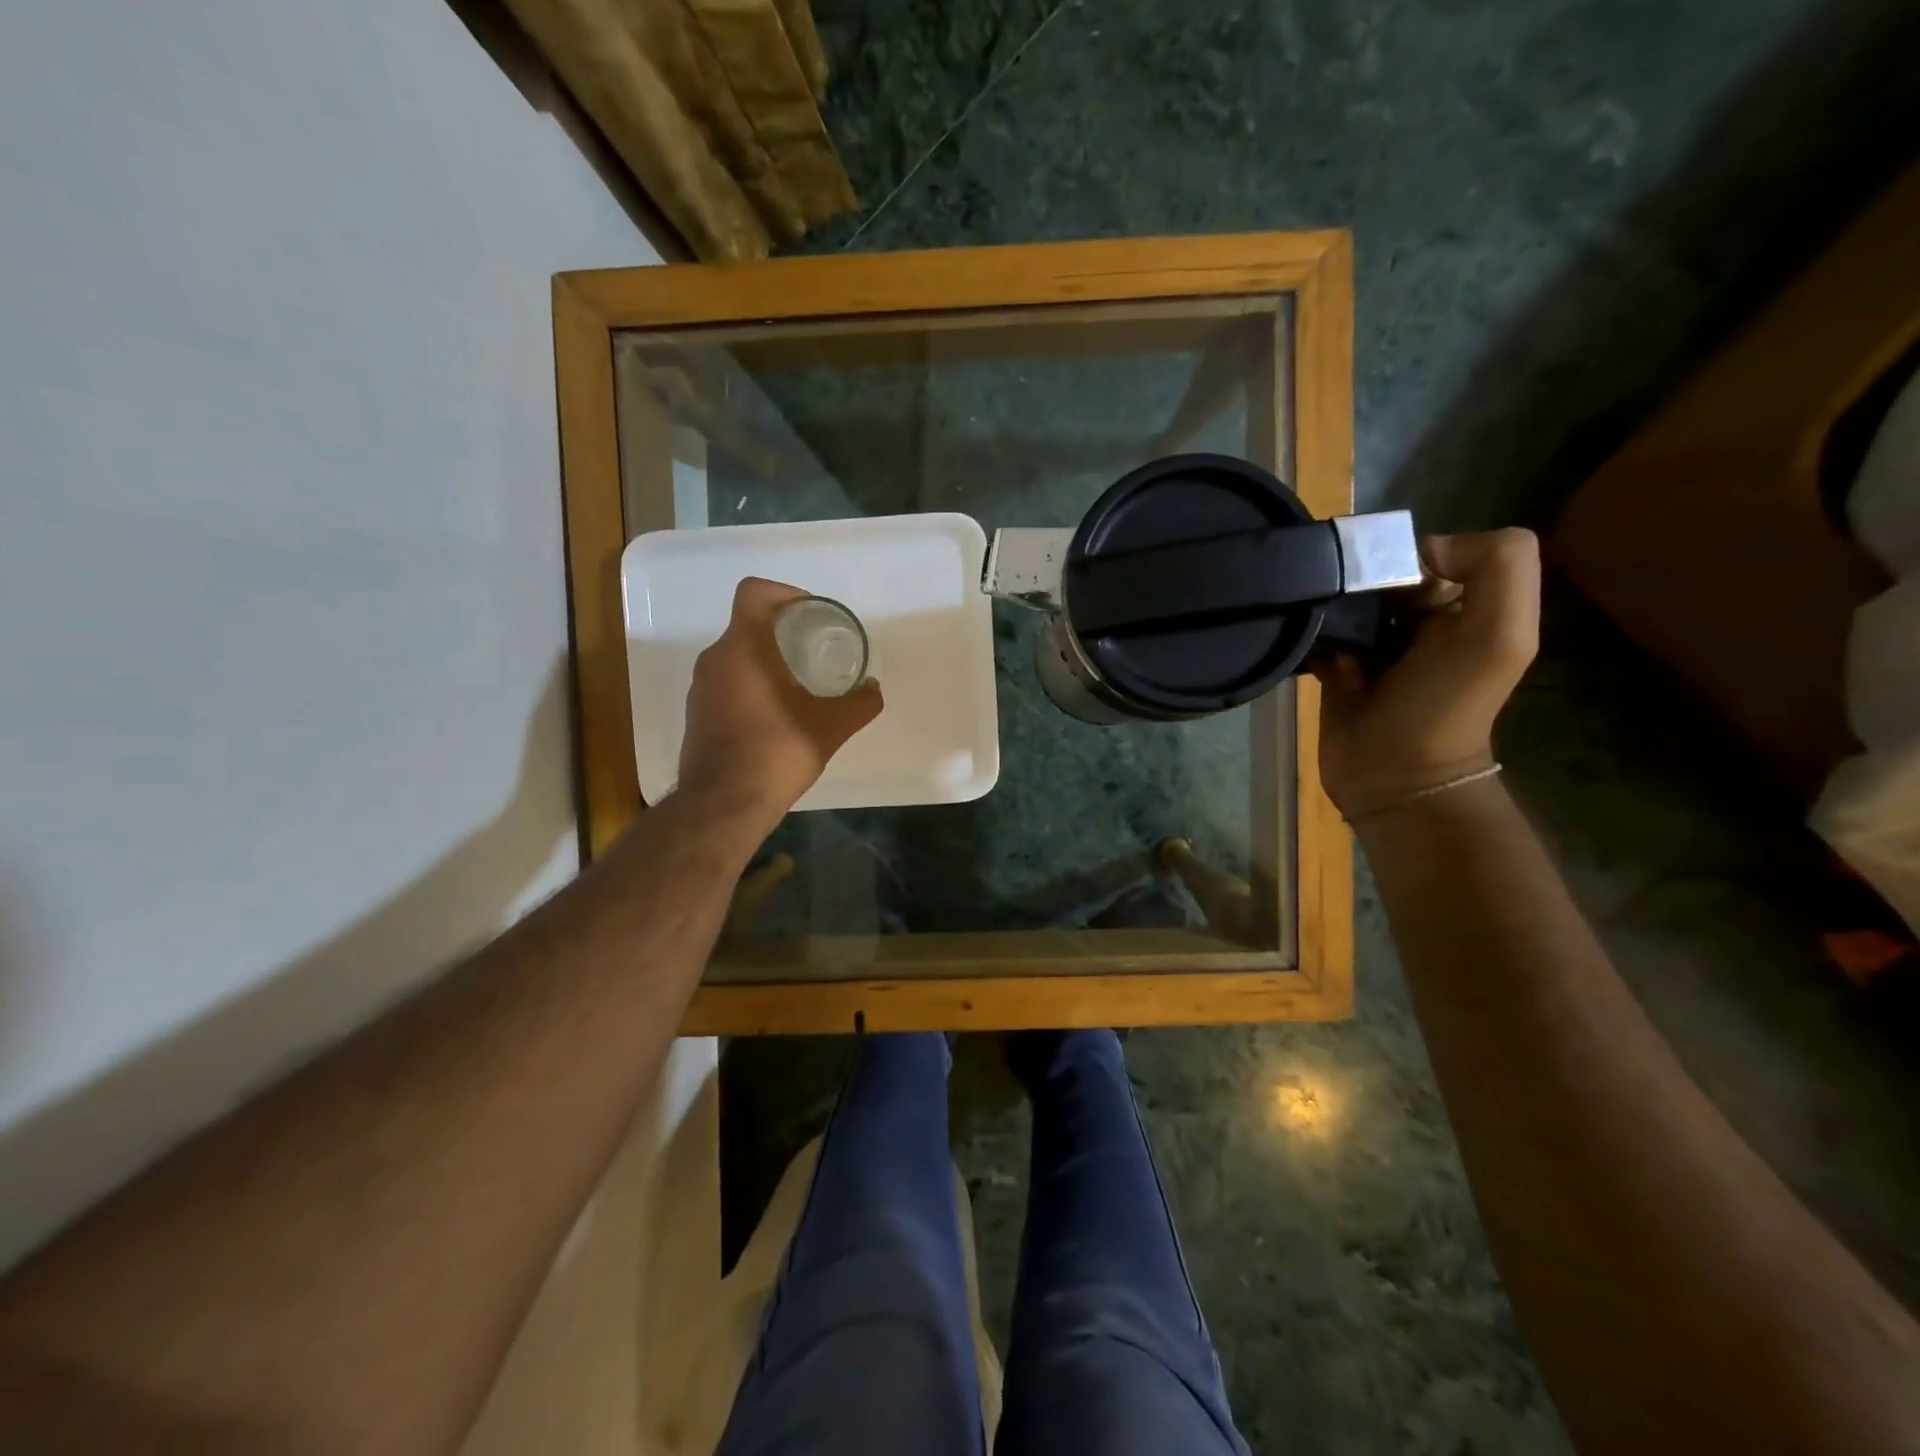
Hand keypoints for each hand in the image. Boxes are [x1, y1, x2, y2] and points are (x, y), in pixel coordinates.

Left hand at [677, 578, 883, 830]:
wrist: (723, 804)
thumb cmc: (777, 752)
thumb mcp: (831, 727)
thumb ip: (860, 703)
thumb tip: (873, 688)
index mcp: (743, 647)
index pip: (754, 592)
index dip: (785, 592)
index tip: (811, 613)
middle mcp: (715, 659)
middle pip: (748, 624)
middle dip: (784, 631)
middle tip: (816, 649)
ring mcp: (700, 688)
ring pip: (736, 656)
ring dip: (766, 660)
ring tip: (800, 683)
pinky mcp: (696, 714)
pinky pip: (726, 683)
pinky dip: (751, 685)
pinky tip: (776, 714)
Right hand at [1315, 529, 1538, 819]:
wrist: (1392, 775)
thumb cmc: (1445, 705)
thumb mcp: (1501, 635)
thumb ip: (1497, 567)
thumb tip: (1423, 548)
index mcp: (1466, 607)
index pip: (1432, 554)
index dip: (1408, 561)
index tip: (1389, 591)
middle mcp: (1421, 621)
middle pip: (1383, 574)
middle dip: (1361, 583)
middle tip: (1347, 608)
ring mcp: (1374, 645)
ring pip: (1346, 600)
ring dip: (1330, 606)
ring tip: (1321, 623)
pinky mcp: (1334, 667)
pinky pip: (1316, 632)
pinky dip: (1309, 632)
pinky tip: (1309, 644)